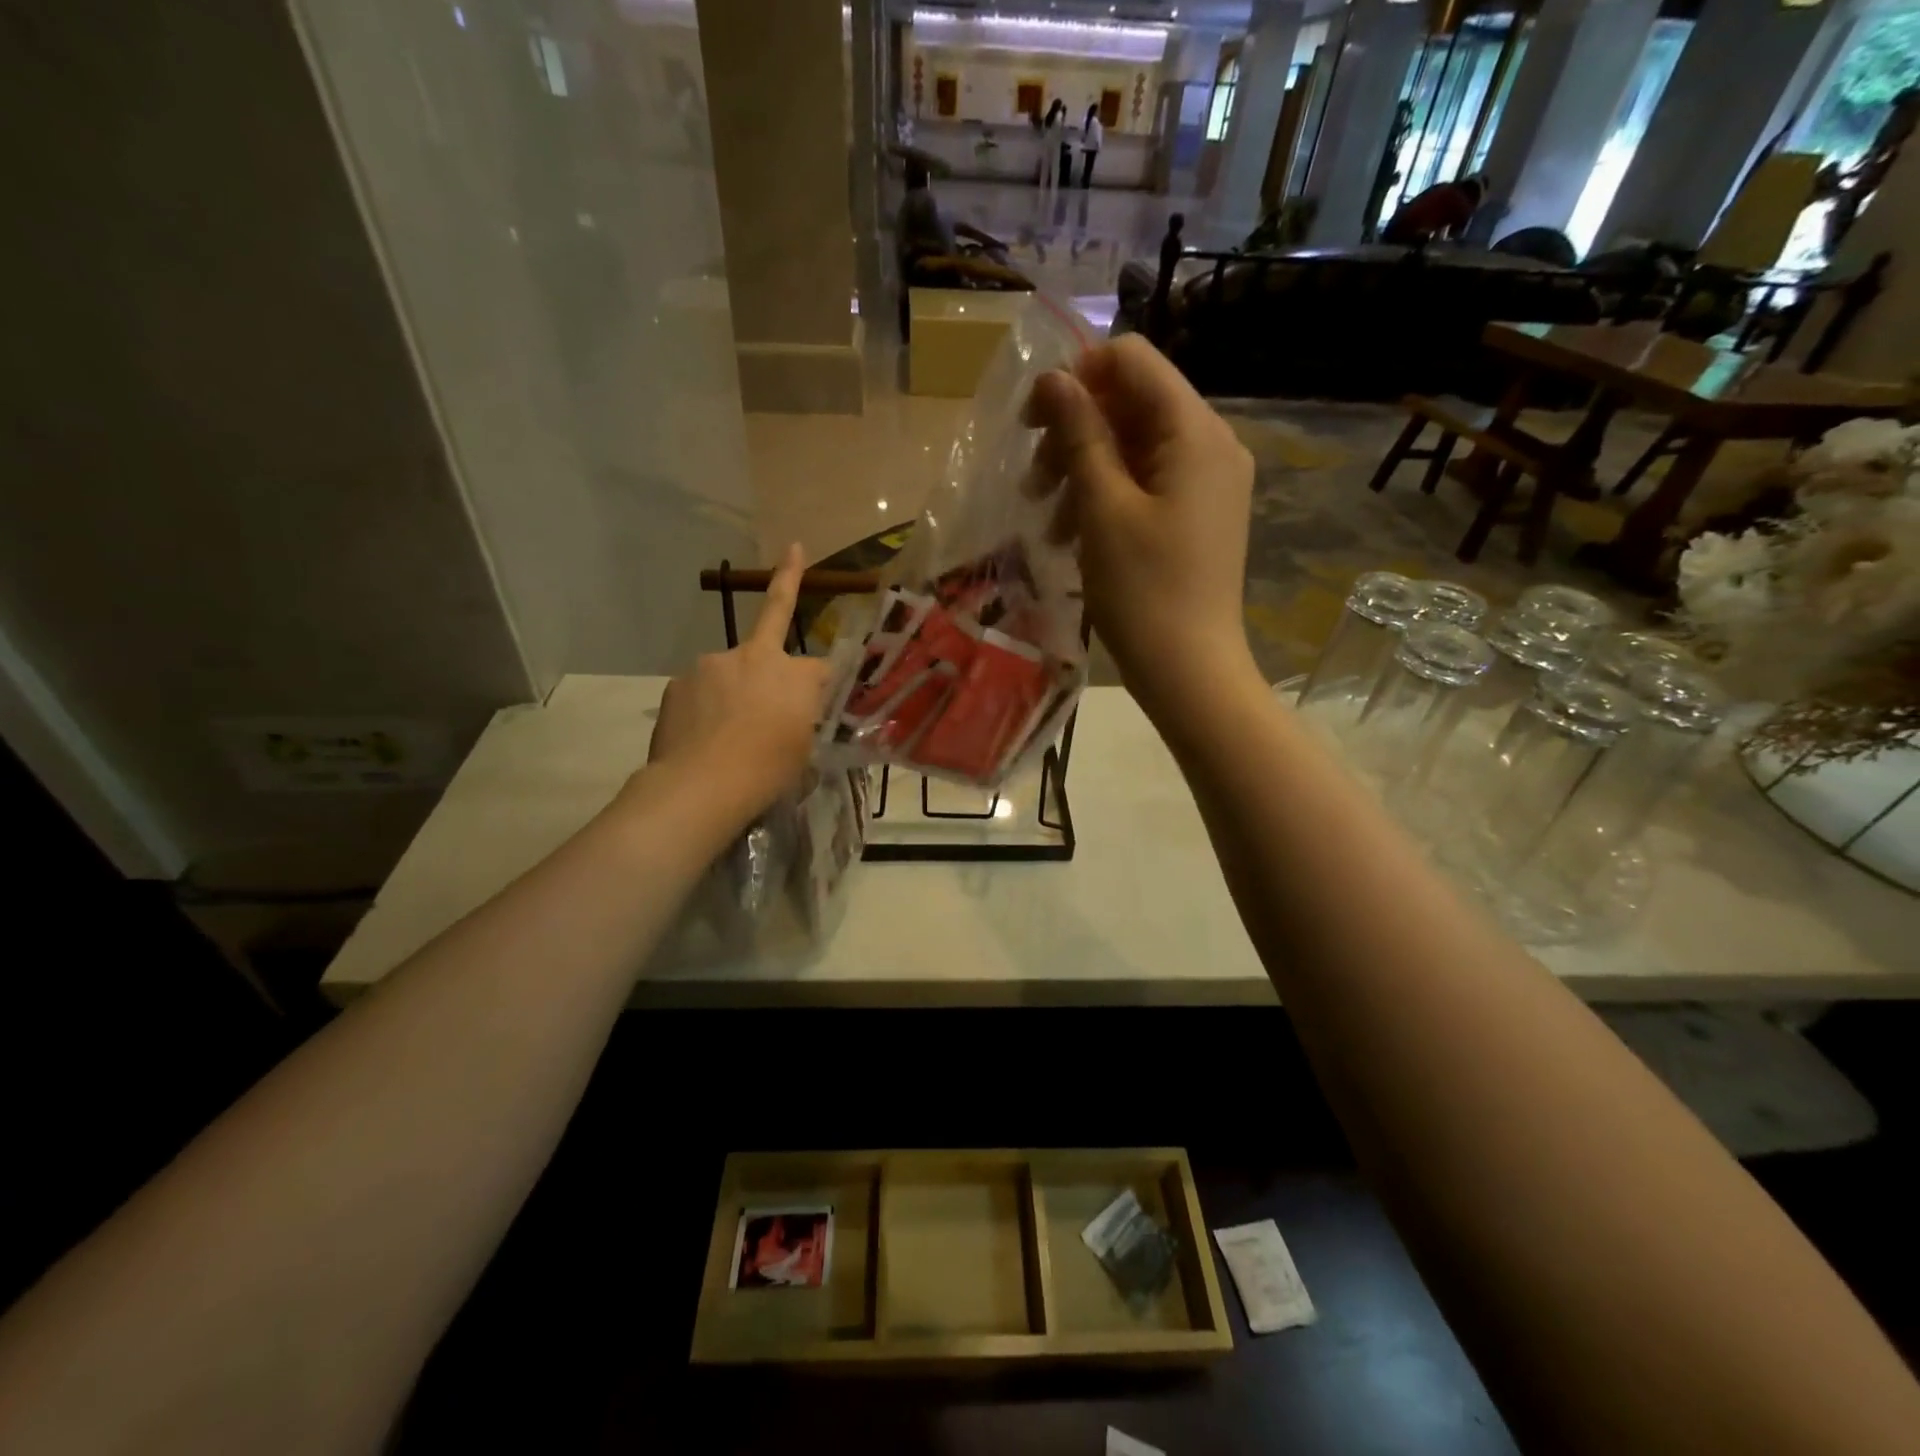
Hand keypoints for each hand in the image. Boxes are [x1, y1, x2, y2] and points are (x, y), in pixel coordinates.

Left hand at [644, 543, 829, 814]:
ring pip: (731, 668)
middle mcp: (756, 656)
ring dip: (733, 684)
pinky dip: (704, 703)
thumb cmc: (766, 772)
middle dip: (788, 578)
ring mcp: (713, 663)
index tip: (830, 677)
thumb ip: (802, 719)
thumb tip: (797, 713)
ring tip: (725, 727)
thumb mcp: (803, 750)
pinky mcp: (680, 680)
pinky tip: (701, 733)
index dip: (828, 672)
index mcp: (796, 675)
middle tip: (794, 550)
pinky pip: (700, 688)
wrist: (701, 785)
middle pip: (775, 619)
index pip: (824, 664)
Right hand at [1023, 336, 1257, 722]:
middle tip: (1033, 479)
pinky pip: (1145, 484)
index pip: (1133, 361)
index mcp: (1195, 432)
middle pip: (1131, 404)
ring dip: (1082, 470)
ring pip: (1133, 447)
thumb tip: (1052, 378)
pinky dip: (1104, 498)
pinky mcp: (1196, 516)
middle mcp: (1210, 445)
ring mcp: (1206, 483)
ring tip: (1045, 518)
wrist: (1189, 672)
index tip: (1034, 423)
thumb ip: (1079, 435)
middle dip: (1074, 432)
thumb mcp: (1102, 509)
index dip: (1077, 377)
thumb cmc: (1143, 591)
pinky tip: (1070, 535)